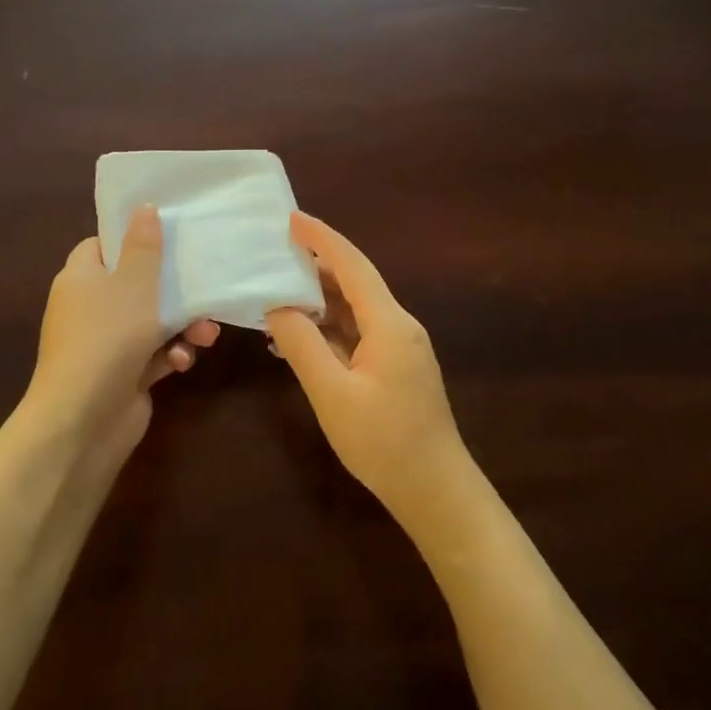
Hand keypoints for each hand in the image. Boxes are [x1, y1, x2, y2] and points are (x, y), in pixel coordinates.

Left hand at [25, 206, 218, 449]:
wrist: (84, 420)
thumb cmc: (107, 337)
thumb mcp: (132, 284)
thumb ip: (143, 246)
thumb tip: (144, 208)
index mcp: (80, 278)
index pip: (102, 246)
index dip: (131, 239)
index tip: (166, 236)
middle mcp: (89, 307)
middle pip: (135, 283)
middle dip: (174, 290)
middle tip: (203, 287)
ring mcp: (106, 343)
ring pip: (152, 321)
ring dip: (182, 325)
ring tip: (206, 334)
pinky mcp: (124, 373)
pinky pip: (154, 353)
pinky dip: (171, 354)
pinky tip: (182, 362)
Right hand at [266, 212, 467, 520]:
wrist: (435, 490)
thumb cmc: (383, 442)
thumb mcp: (332, 394)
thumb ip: (302, 346)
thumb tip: (278, 307)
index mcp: (389, 323)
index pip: (352, 266)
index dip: (322, 238)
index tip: (292, 218)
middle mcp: (399, 326)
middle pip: (355, 283)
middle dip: (316, 266)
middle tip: (275, 255)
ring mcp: (401, 347)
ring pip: (356, 310)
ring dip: (320, 300)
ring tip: (278, 294)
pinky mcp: (397, 368)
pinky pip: (360, 334)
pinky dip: (330, 329)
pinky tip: (300, 339)